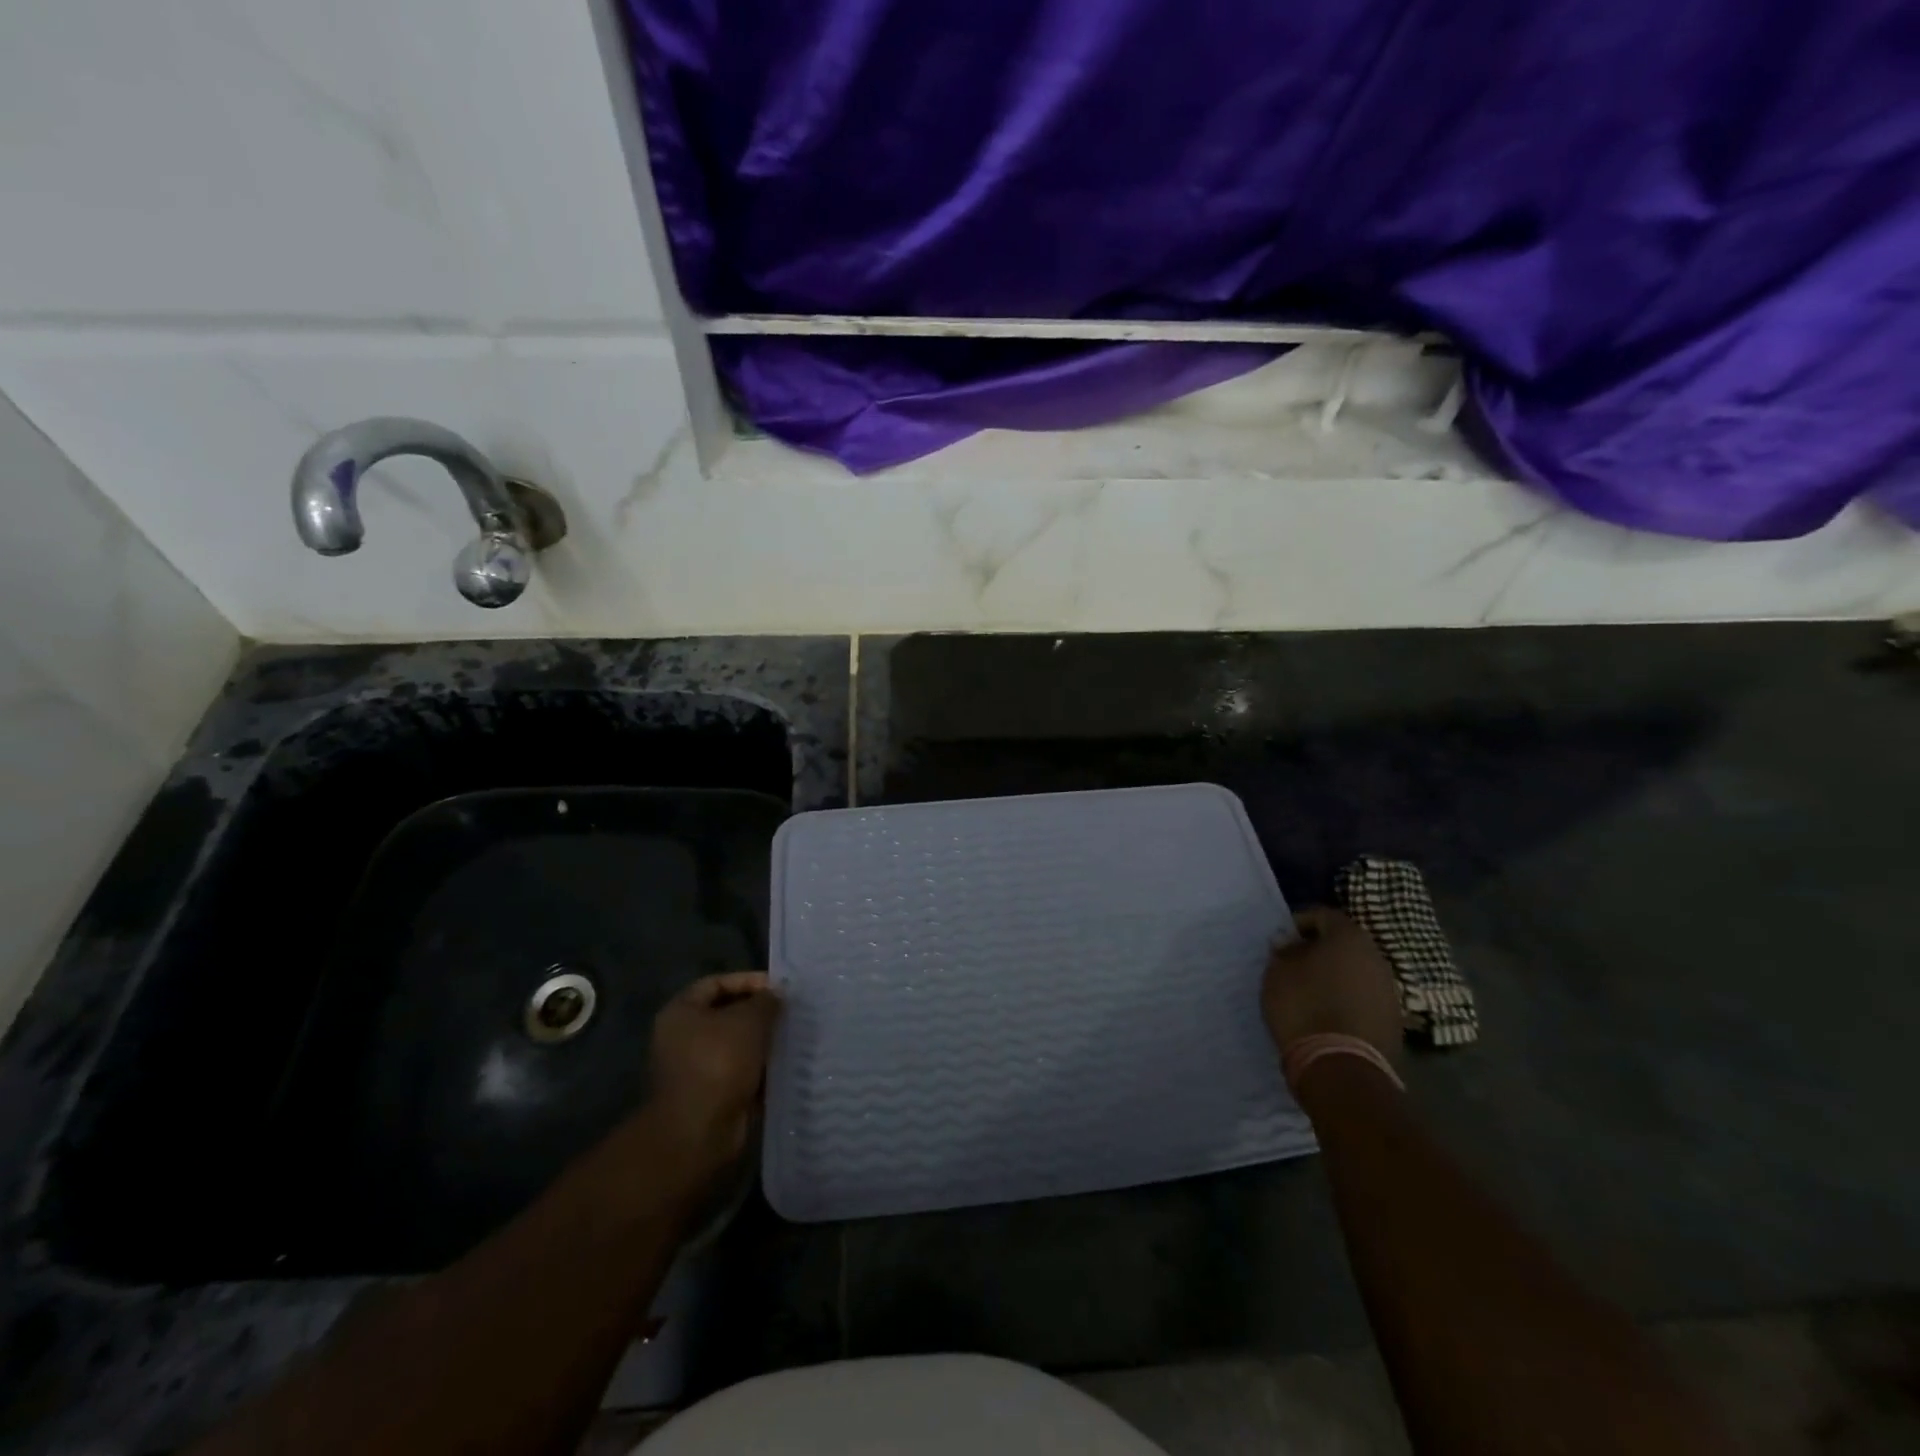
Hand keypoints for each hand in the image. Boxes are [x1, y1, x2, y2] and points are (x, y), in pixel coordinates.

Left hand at [648, 971, 781, 1171]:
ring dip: (762, 1042)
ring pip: (736, 1045)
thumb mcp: (749, 1021)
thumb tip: (776, 996)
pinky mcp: (711, 1095)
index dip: (748, 981)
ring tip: (793, 1037)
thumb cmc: (718, 1064)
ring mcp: (695, 1069)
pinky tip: (786, 1066)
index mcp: (680, 1012)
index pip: (716, 983)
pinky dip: (760, 1069)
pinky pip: (740, 1072)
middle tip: (790, 1012)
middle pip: (726, 1015)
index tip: (780, 988)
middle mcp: (682, 1038)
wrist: (698, 1133)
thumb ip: (766, 1002)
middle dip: (759, 1013)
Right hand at [1261, 906, 1403, 1062]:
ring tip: (1311, 992)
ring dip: (1336, 976)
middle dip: (1320, 950)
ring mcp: (1390, 990)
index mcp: (1349, 937)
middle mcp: (1376, 956)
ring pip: (1357, 971)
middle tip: (1296, 964)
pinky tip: (1329, 1014)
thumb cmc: (1303, 1006)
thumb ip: (1285, 951)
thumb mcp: (1278, 972)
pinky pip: (1365, 998)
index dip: (1299, 923)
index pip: (1323, 915)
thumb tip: (1292, 943)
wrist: (1341, 1066)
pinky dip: (1348, 999)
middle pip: (1344, 943)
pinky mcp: (1394, 1020)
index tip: (1282, 942)